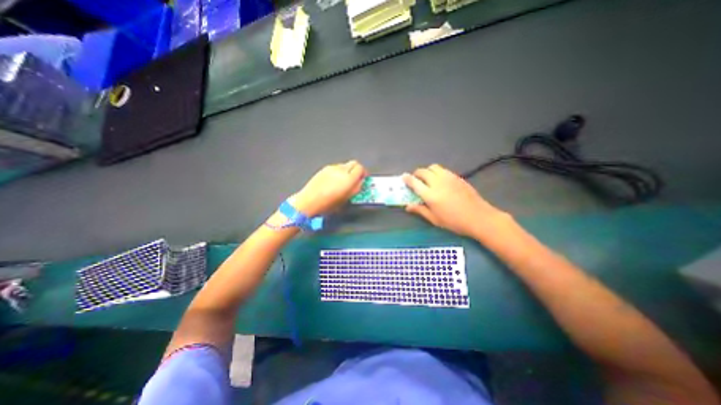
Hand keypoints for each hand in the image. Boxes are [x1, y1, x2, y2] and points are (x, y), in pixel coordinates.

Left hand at [290, 160, 367, 215]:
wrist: (309, 201)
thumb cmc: (328, 204)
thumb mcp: (346, 199)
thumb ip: (355, 189)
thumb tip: (360, 183)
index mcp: (349, 178)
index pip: (361, 168)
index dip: (364, 173)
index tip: (364, 178)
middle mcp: (341, 170)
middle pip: (354, 163)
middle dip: (357, 170)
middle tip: (356, 178)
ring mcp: (332, 168)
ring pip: (344, 165)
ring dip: (347, 171)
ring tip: (344, 181)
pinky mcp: (324, 169)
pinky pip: (335, 167)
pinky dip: (338, 172)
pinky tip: (334, 181)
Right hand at [403, 162, 509, 238]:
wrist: (478, 217)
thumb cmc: (454, 222)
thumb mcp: (434, 219)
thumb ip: (420, 210)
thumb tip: (408, 206)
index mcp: (430, 195)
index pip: (414, 182)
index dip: (407, 179)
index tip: (403, 177)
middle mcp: (438, 183)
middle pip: (423, 171)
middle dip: (416, 174)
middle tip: (416, 180)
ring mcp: (448, 178)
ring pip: (433, 167)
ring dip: (427, 171)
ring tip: (427, 179)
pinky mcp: (457, 177)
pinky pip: (443, 170)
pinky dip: (437, 172)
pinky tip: (440, 181)